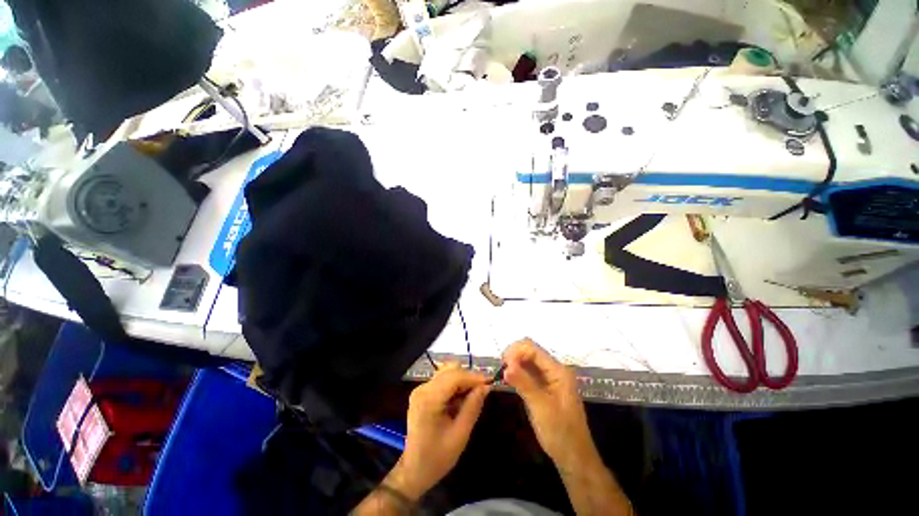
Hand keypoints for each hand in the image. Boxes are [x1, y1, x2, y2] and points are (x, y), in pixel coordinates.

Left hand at [391, 364, 489, 499]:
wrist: (414, 470)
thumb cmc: (437, 457)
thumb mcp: (460, 435)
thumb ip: (473, 407)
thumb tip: (486, 387)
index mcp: (429, 399)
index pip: (455, 377)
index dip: (474, 377)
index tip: (490, 383)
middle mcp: (423, 388)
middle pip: (450, 371)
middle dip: (469, 378)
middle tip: (483, 391)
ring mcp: (421, 389)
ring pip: (447, 372)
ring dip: (462, 380)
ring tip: (472, 396)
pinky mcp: (422, 392)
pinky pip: (442, 380)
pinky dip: (455, 385)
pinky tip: (461, 399)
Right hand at [503, 339, 594, 468]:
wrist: (574, 457)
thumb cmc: (561, 432)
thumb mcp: (541, 407)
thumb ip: (524, 383)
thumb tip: (506, 366)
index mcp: (558, 370)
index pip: (532, 348)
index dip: (516, 352)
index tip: (503, 366)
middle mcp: (553, 369)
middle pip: (529, 351)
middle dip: (513, 356)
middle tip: (502, 371)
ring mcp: (548, 377)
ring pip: (527, 360)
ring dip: (514, 364)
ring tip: (503, 376)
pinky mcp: (543, 386)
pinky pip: (527, 372)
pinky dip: (517, 373)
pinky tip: (509, 380)